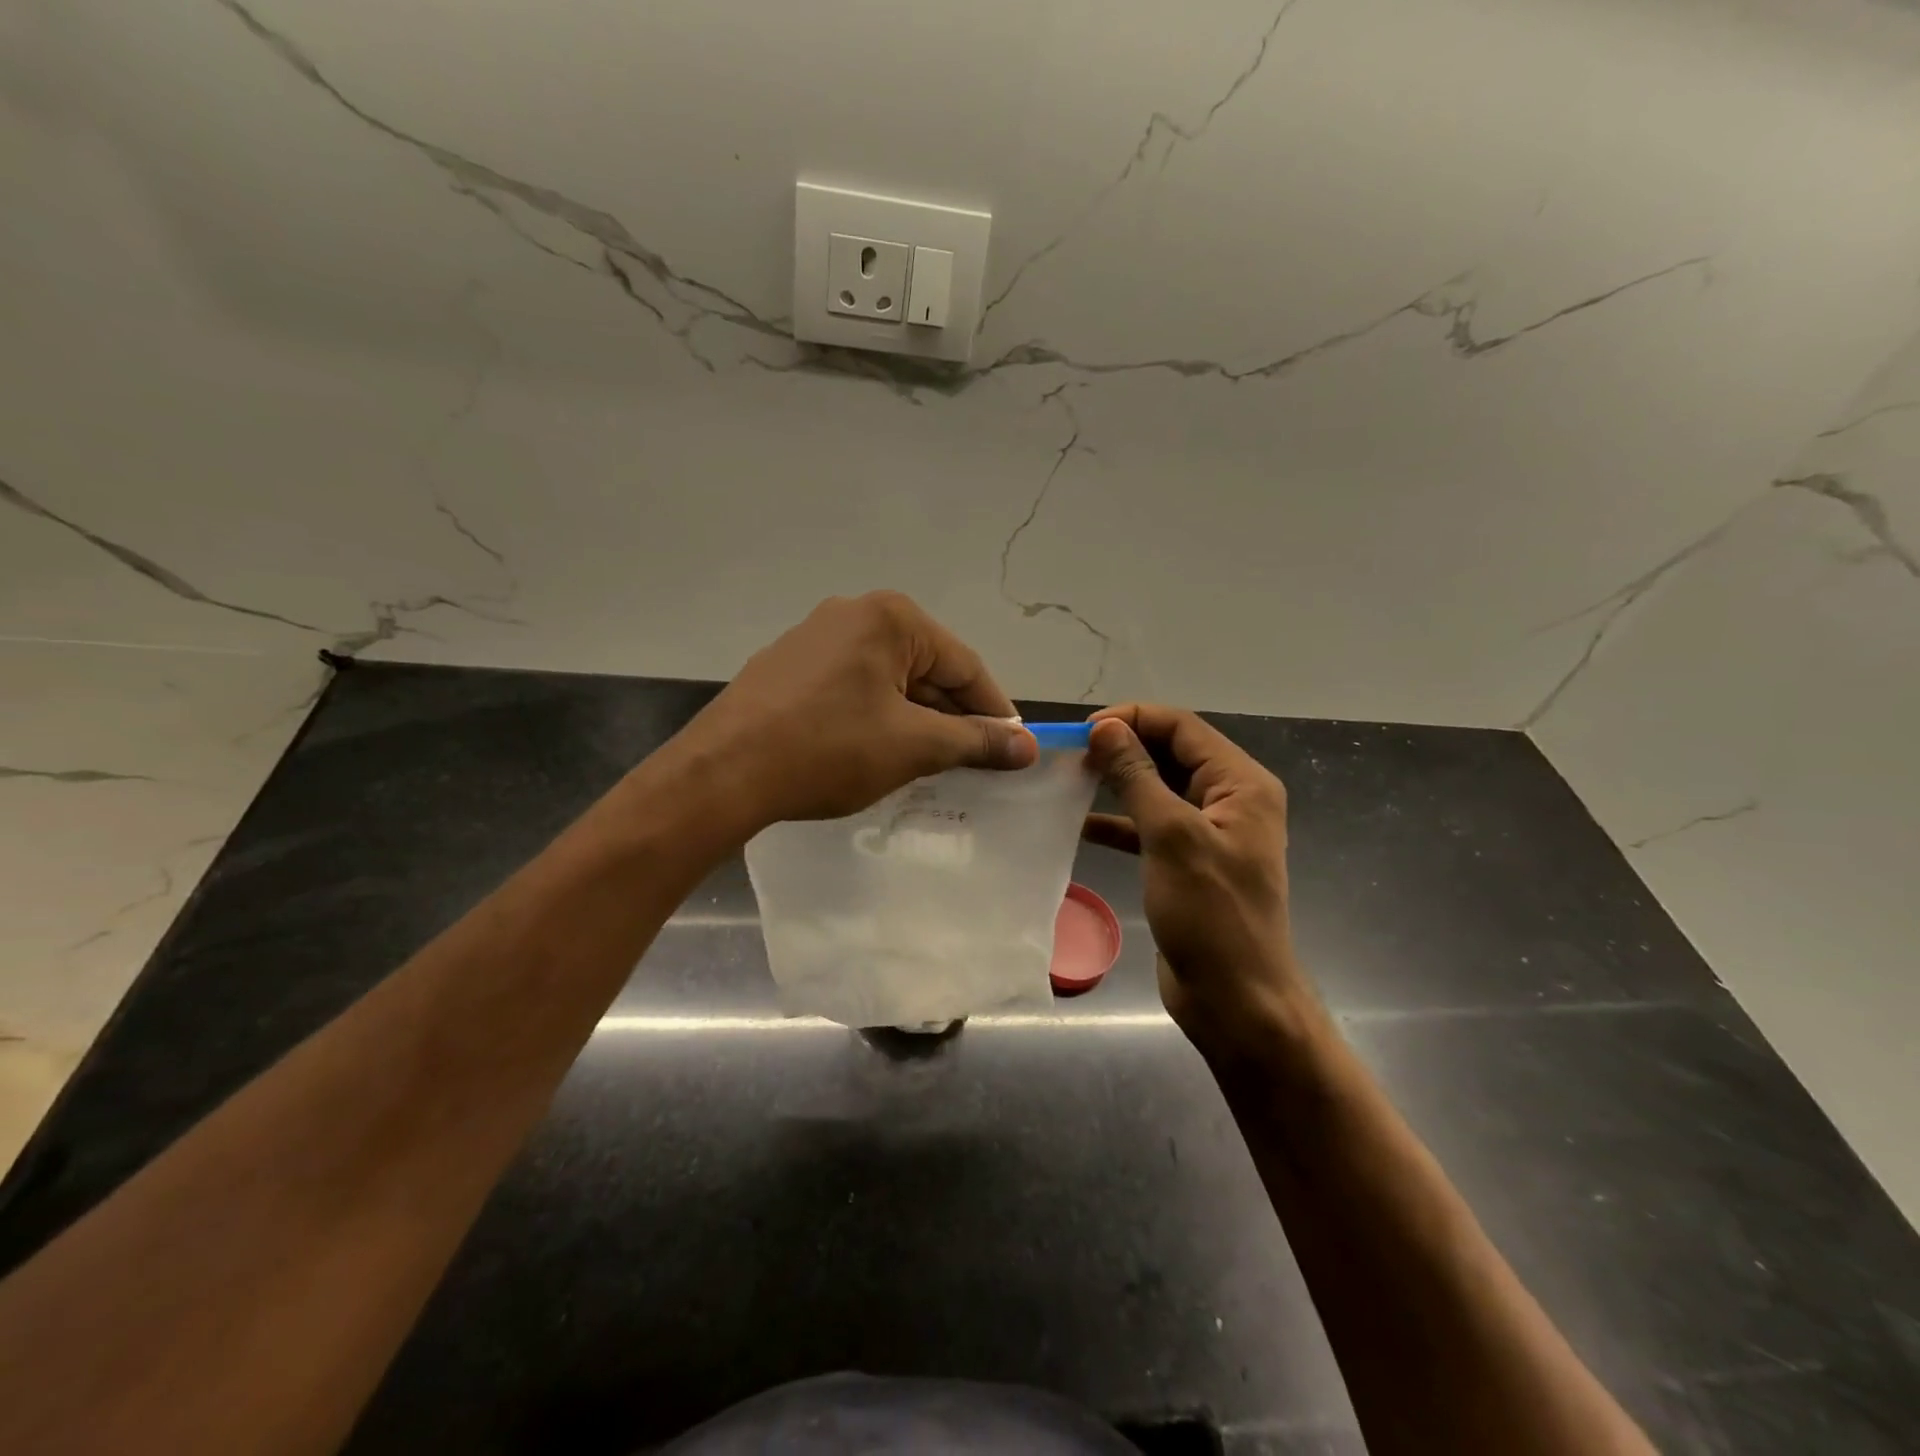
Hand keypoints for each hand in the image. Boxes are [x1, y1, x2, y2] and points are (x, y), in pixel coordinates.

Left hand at [675, 591, 1036, 829]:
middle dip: (953, 717)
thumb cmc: (829, 749)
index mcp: (891, 617)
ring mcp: (815, 638)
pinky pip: (854, 687)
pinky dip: (878, 716)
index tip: (1014, 750)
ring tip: (930, 763)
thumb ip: (976, 741)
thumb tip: (1027, 747)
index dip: (995, 712)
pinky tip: (879, 751)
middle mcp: (853, 613)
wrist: (723, 772)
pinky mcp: (789, 667)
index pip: (965, 665)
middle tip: (974, 762)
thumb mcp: (914, 746)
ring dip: (916, 719)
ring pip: (890, 680)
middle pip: (927, 668)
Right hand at [1083, 705, 1320, 1067]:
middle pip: (1171, 753)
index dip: (1133, 719)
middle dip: (1124, 748)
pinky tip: (1081, 825)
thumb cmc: (1211, 914)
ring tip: (1071, 779)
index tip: (1084, 731)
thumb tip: (1105, 727)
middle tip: (1072, 755)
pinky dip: (1119, 823)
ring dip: (1118, 782)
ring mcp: (1209, 832)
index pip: (1183, 727)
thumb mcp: (1171, 836)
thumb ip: (1138, 776)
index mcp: (1241, 784)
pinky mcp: (1188, 862)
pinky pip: (1151, 827)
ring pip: (1158, 789)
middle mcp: (1230, 800)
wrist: (1235, 1000)